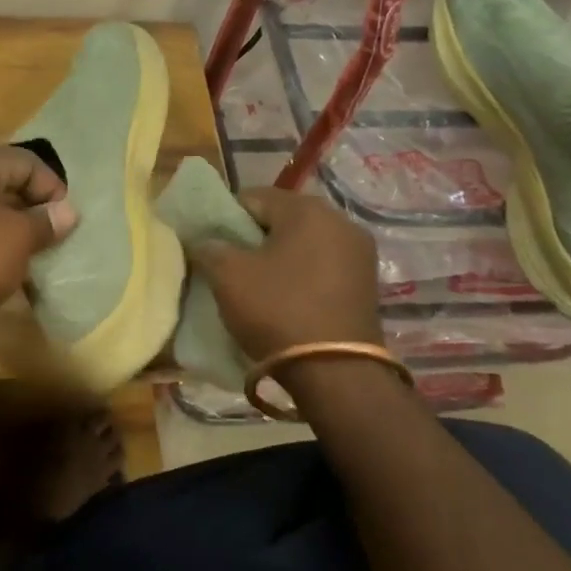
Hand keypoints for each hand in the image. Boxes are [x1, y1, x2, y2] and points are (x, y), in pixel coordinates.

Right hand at [187, 188, 382, 358]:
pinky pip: (322, 267)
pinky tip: (285, 299)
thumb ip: (209, 248)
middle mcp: (341, 221)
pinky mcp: (367, 283)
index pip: (252, 197)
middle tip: (231, 266)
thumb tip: (204, 242)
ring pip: (304, 243)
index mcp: (307, 209)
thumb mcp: (228, 276)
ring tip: (257, 285)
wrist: (335, 373)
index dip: (225, 218)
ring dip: (278, 257)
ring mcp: (359, 253)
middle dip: (254, 237)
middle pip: (282, 218)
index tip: (211, 245)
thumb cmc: (277, 310)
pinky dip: (301, 275)